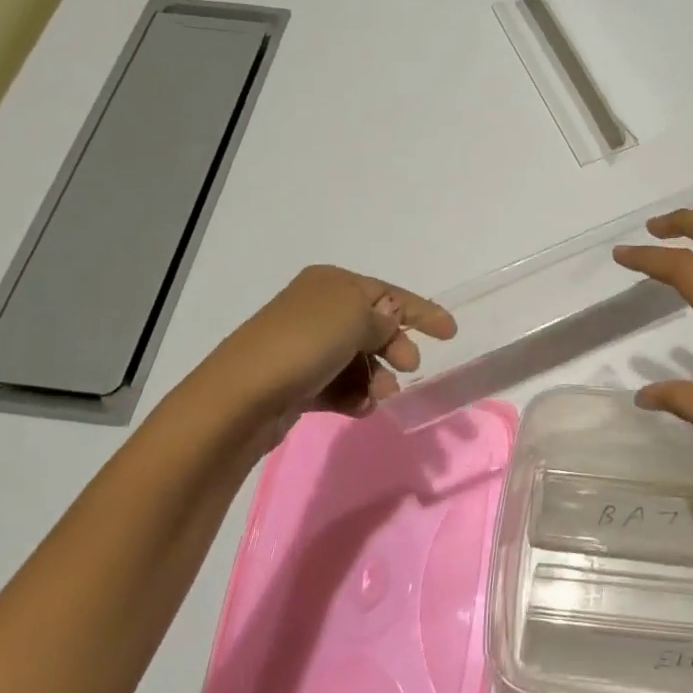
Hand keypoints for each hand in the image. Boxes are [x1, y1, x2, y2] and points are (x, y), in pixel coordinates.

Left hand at [157, 265, 454, 457]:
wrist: (241, 397)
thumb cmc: (304, 344)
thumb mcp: (355, 318)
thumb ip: (383, 318)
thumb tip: (389, 321)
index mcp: (332, 284)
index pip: (387, 293)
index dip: (421, 311)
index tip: (451, 333)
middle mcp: (317, 309)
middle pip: (373, 326)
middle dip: (396, 347)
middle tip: (409, 368)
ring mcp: (305, 347)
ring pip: (358, 360)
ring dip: (377, 377)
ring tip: (380, 396)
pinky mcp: (297, 382)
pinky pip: (339, 385)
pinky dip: (354, 395)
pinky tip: (360, 408)